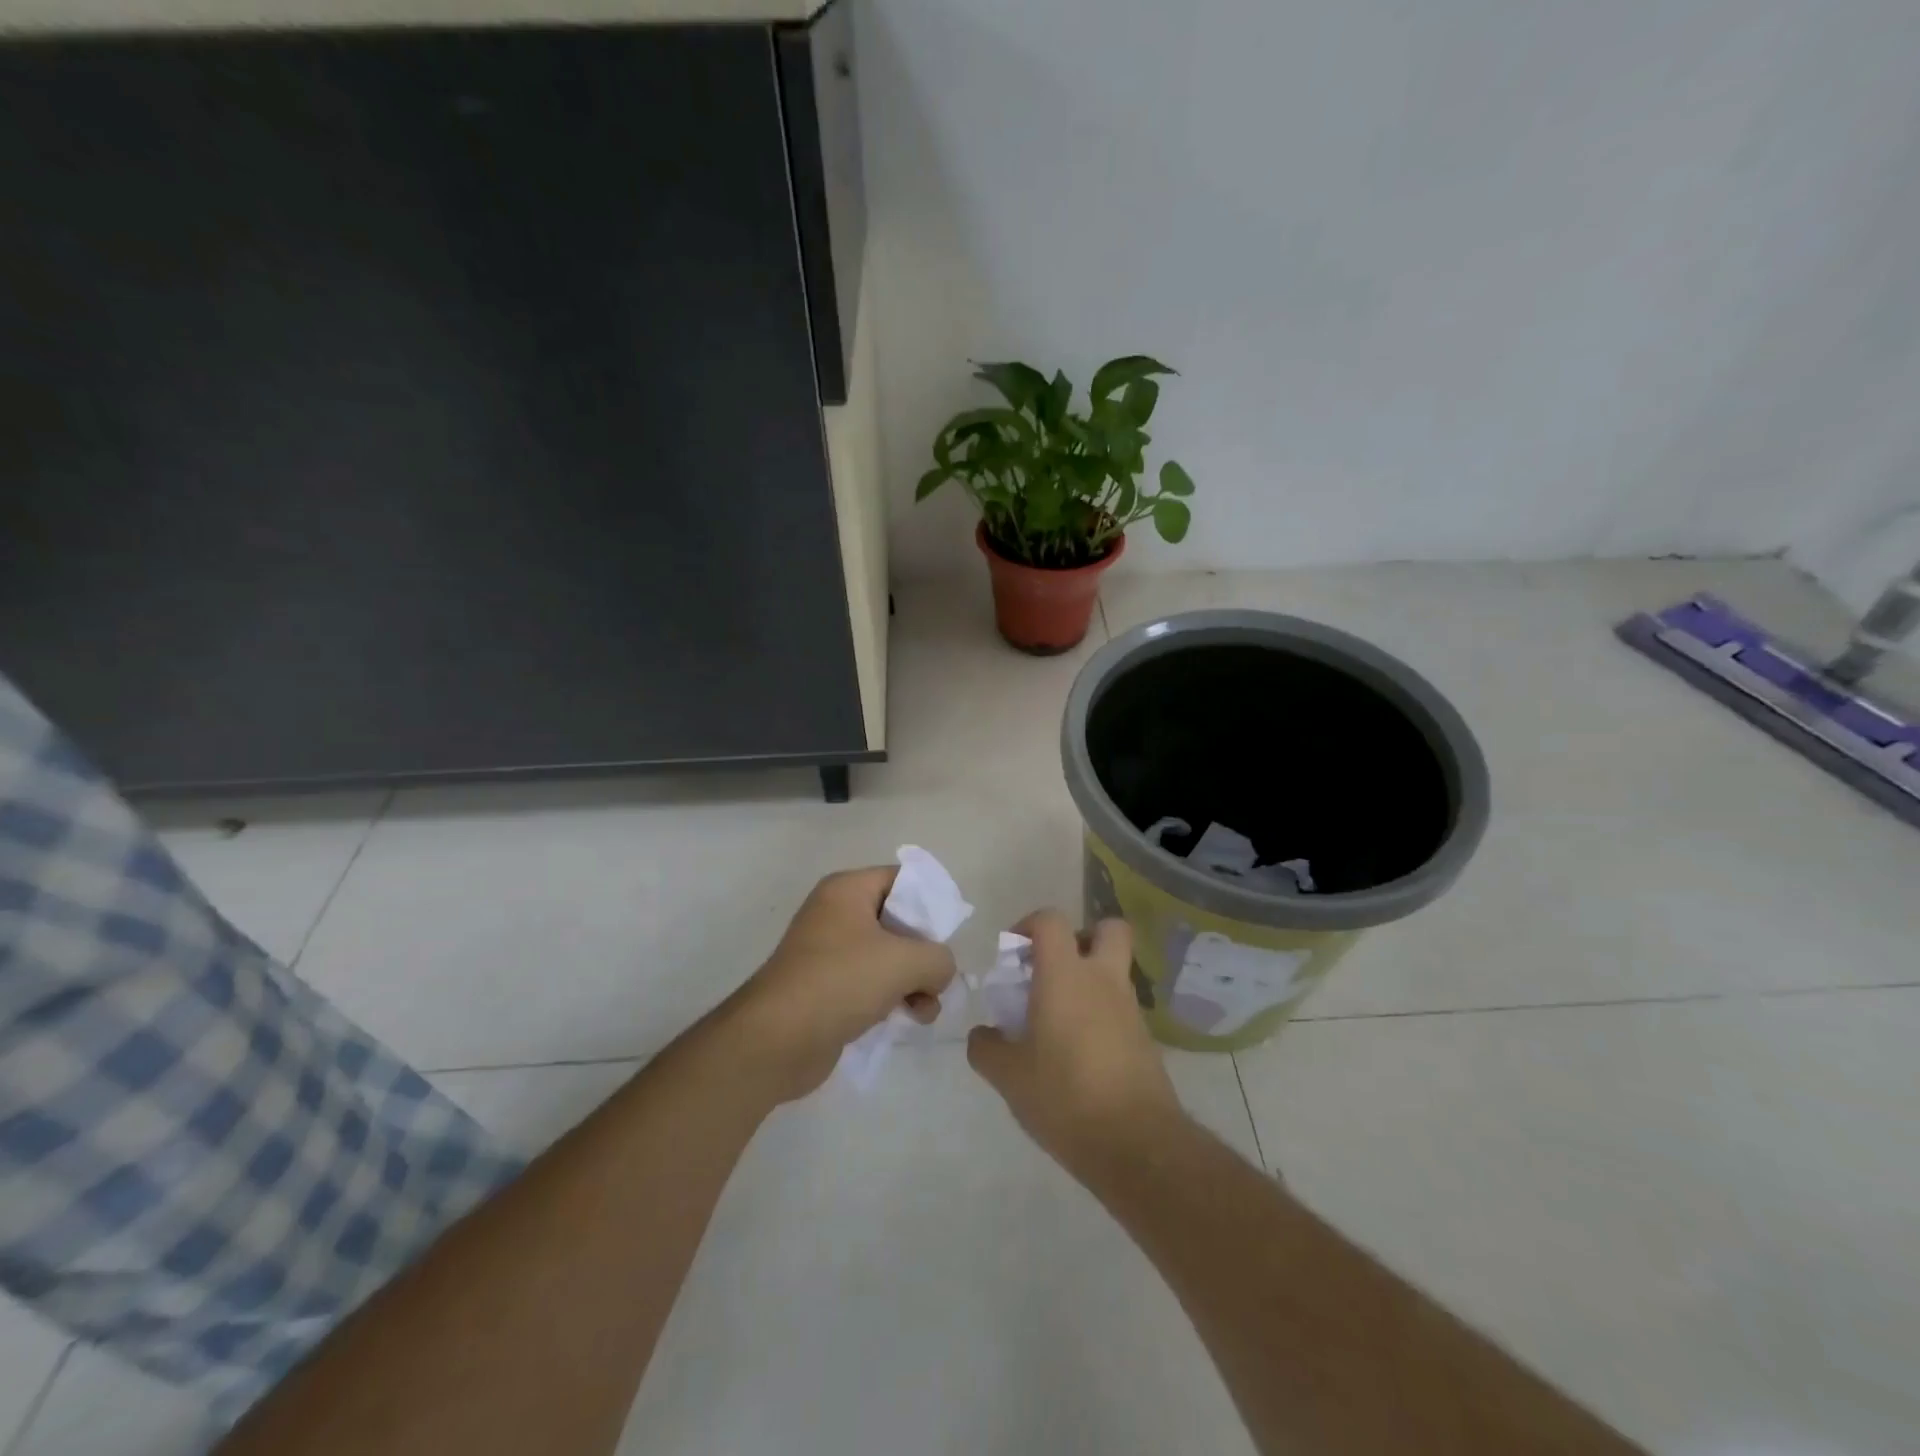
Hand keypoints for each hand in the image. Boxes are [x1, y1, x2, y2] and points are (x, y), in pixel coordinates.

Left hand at [722, 867, 957, 1103]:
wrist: (775, 1041)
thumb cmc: (841, 982)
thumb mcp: (906, 961)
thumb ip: (939, 958)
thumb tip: (939, 972)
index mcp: (848, 890)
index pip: (902, 879)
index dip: (931, 901)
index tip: (952, 932)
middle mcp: (836, 914)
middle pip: (898, 920)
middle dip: (924, 951)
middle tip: (939, 976)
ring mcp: (828, 952)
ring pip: (887, 956)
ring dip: (913, 981)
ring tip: (925, 1008)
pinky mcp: (825, 988)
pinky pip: (870, 983)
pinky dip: (892, 998)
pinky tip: (908, 1020)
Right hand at [967, 910, 1184, 1175]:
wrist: (1136, 1144)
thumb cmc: (1064, 1096)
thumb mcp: (1009, 1076)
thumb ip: (987, 1048)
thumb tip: (983, 1035)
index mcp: (1065, 976)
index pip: (1051, 921)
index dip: (1029, 924)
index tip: (1013, 953)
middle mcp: (1102, 980)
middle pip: (1107, 929)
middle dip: (1081, 937)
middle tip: (1054, 968)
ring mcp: (1130, 1008)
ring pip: (1114, 971)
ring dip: (1090, 981)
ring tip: (1058, 1021)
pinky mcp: (1146, 1039)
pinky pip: (1121, 1008)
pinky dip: (1101, 1015)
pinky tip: (1080, 1053)